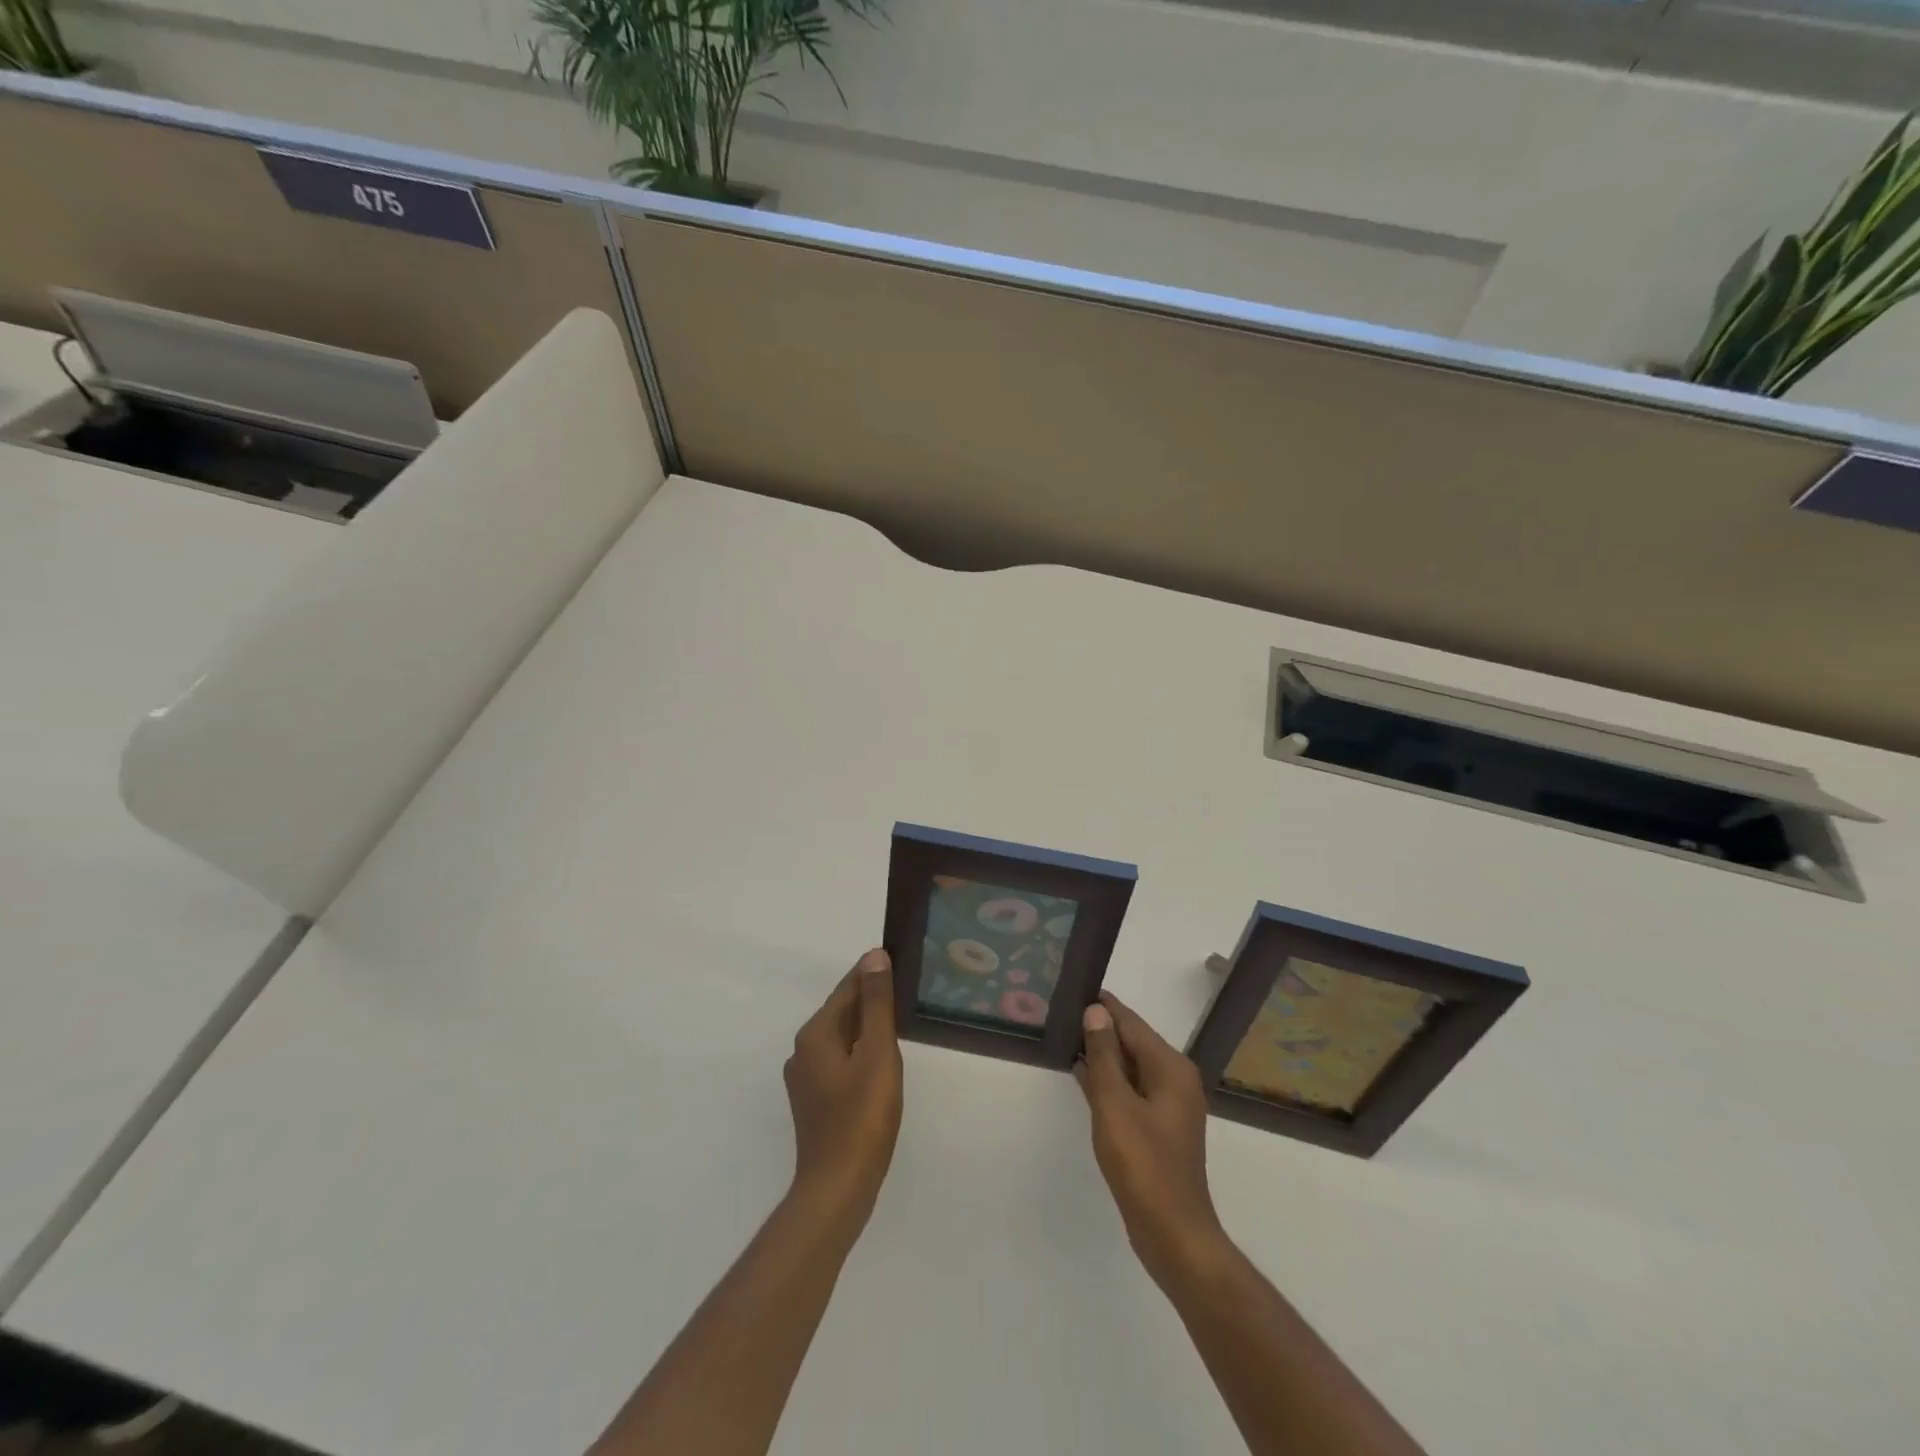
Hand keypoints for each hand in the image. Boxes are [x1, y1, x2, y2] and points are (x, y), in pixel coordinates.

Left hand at [783, 949, 903, 1228]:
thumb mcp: (878, 1054)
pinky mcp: (815, 1101)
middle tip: (907, 990)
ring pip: (842, 1038)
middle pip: (842, 1012)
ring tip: (900, 1021)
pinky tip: (882, 1061)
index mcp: (816, 1034)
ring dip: (868, 1026)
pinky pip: (841, 1061)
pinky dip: (861, 1052)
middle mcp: (803, 1050)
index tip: (900, 961)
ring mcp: (806, 1078)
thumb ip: (877, 1004)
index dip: (873, 974)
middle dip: (871, 999)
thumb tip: (874, 956)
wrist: (838, 1188)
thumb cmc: (862, 1118)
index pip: (847, 988)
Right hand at [1076, 991, 1225, 1286]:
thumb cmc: (1143, 1165)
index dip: (1104, 1007)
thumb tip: (1095, 1012)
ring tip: (1069, 1038)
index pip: (1131, 1024)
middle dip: (1101, 1029)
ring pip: (1131, 1067)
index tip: (1077, 988)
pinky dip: (1109, 1081)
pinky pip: (1131, 1090)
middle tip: (1065, 1012)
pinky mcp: (1159, 1128)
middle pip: (1134, 1043)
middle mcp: (1175, 1080)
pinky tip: (1083, 1076)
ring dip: (1103, 1056)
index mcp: (1170, 1068)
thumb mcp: (1115, 1105)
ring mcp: (1169, 1106)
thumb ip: (1104, 1056)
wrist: (1173, 1234)